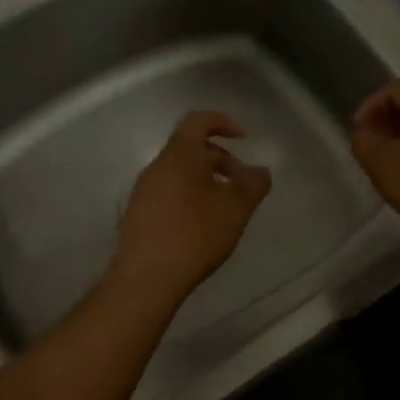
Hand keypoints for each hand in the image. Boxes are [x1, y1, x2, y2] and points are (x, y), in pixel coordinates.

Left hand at [108, 111, 272, 307]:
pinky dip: (190, 196)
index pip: (198, 121)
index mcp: (179, 155)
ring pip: (180, 172)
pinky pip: (169, 192)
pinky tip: (203, 225)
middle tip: (243, 185)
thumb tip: (260, 171)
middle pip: (191, 148)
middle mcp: (157, 166)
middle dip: (221, 160)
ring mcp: (144, 191)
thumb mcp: (235, 209)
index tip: (244, 137)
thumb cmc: (194, 235)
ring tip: (226, 208)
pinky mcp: (138, 214)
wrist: (146, 278)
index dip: (223, 122)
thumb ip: (253, 185)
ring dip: (207, 181)